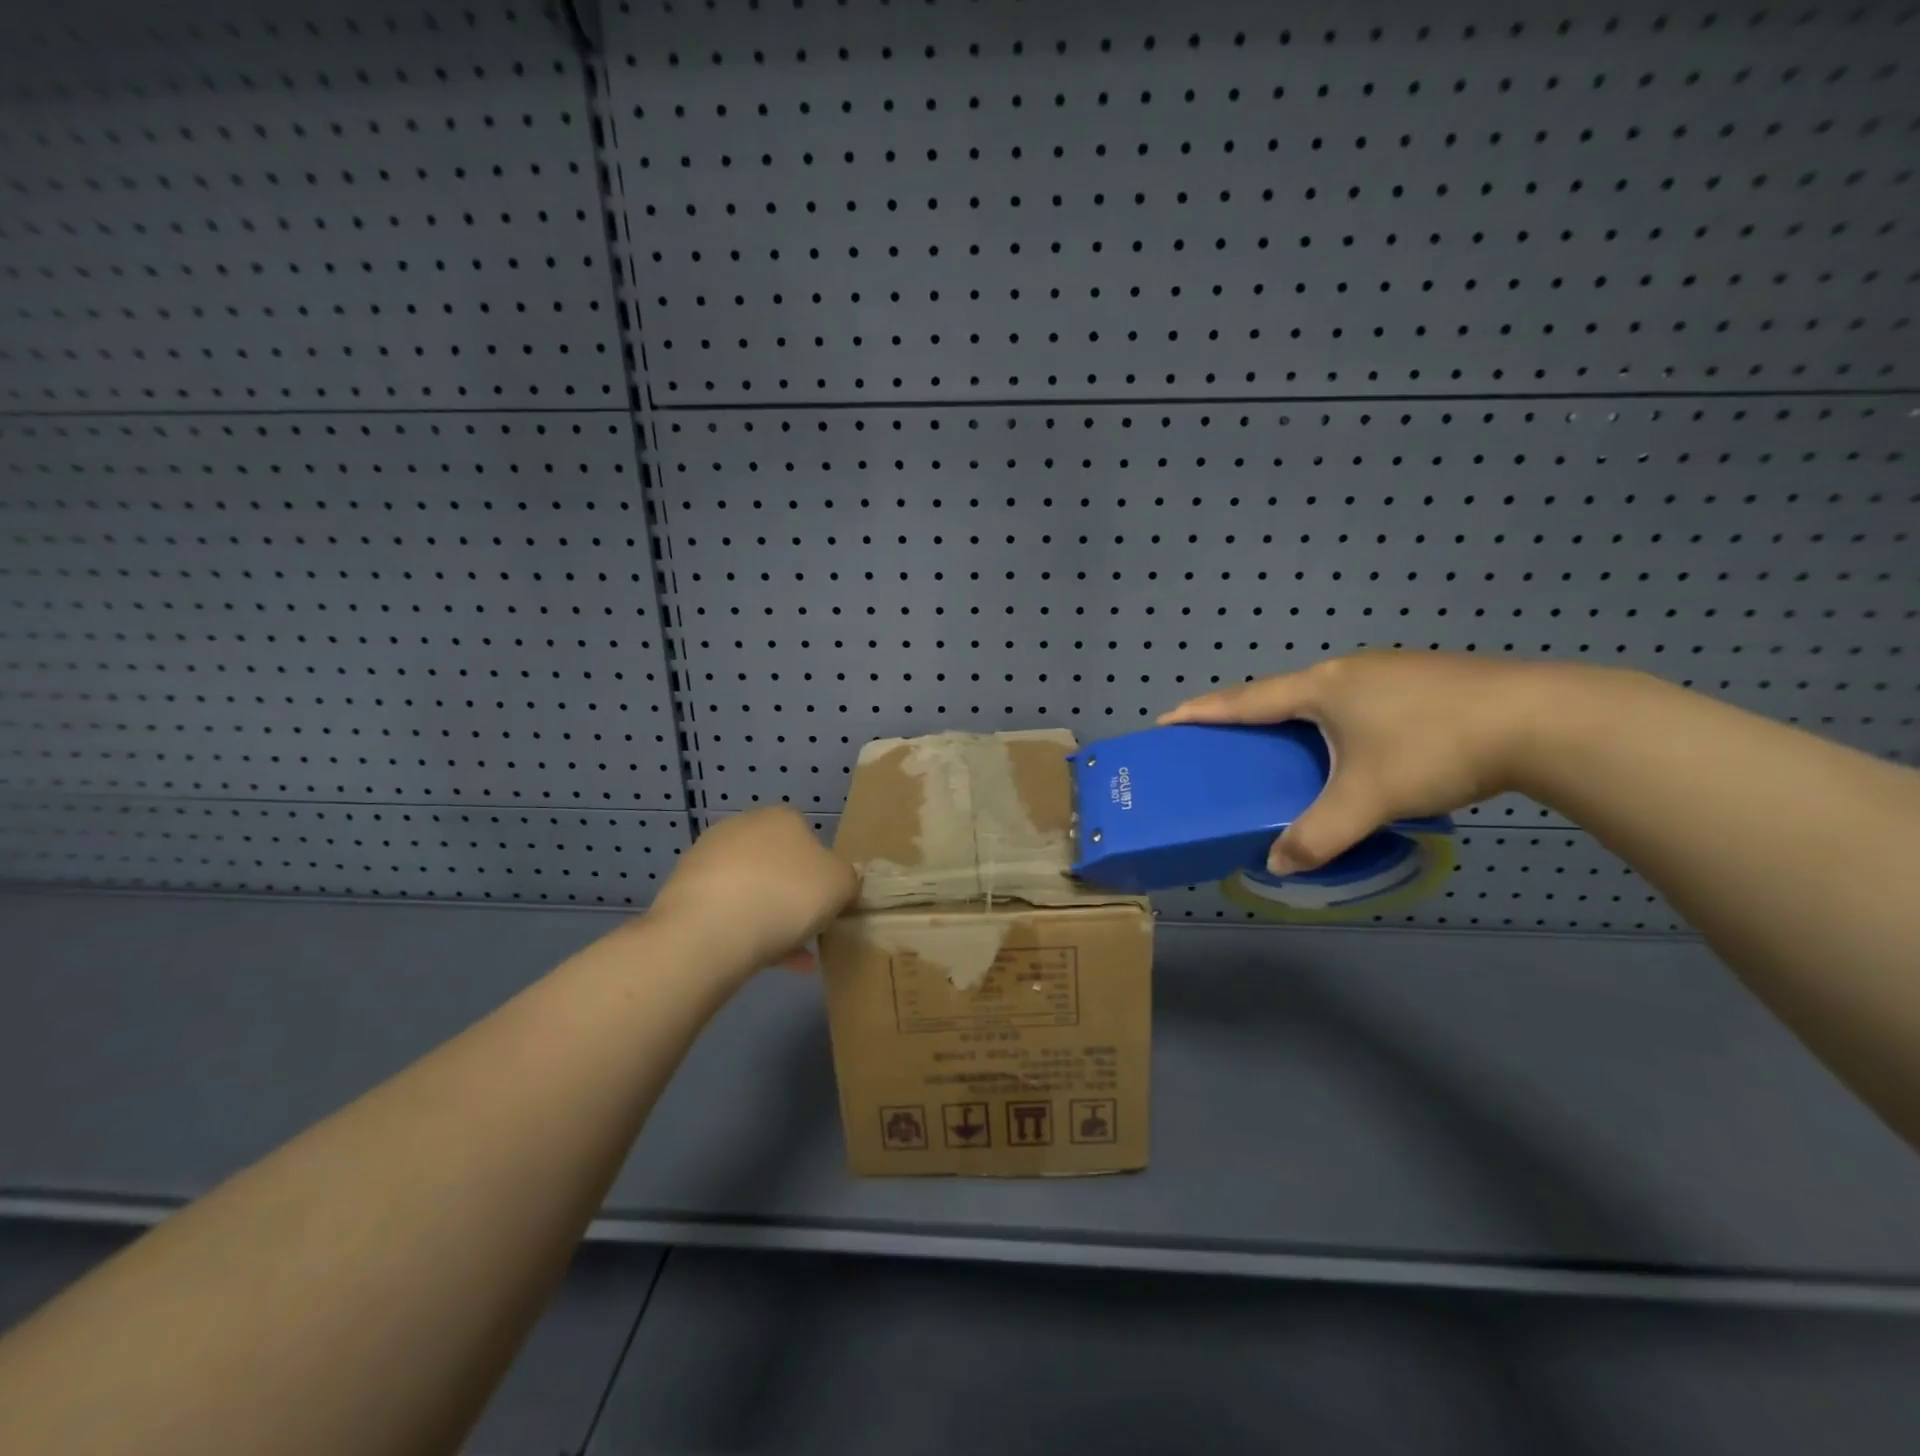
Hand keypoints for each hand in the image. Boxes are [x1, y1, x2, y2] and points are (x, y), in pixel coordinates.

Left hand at [647, 807, 859, 973]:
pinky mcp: (684, 891)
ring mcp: (707, 858)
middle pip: (777, 864)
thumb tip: (838, 881)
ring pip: (751, 890)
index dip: (822, 872)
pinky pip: (726, 911)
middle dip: (792, 895)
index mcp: (781, 817)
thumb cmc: (786, 896)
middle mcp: (742, 827)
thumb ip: (847, 878)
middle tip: (808, 929)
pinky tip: (763, 962)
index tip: (827, 903)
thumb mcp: (841, 884)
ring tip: (790, 958)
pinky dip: (745, 932)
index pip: (809, 837)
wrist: (709, 931)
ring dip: (770, 917)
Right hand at [1161, 651, 1563, 872]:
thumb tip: (1281, 864)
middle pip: (1281, 692)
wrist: (1544, 719)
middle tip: (1227, 739)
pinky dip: (1339, 720)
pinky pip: (1360, 698)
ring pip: (1325, 694)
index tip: (1168, 718)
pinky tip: (1360, 743)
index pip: (1246, 700)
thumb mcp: (1368, 799)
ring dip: (1297, 716)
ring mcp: (1390, 670)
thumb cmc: (1434, 749)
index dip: (1204, 711)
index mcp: (1322, 688)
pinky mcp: (1426, 679)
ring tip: (1291, 745)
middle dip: (1248, 713)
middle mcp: (1348, 670)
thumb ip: (1318, 834)